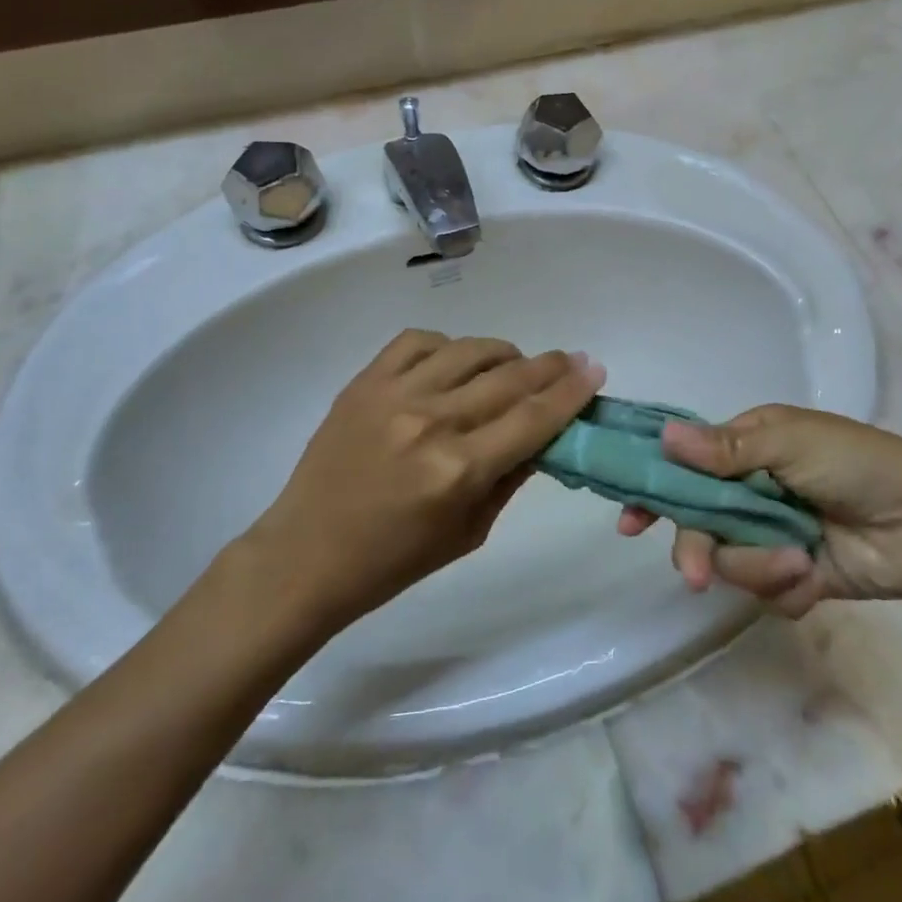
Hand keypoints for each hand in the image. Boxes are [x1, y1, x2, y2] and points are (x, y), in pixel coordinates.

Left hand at [250, 330, 603, 631]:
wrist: (306, 554)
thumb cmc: (393, 561)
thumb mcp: (469, 533)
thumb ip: (510, 477)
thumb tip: (544, 434)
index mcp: (459, 470)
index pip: (533, 418)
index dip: (571, 392)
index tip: (595, 370)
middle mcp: (431, 422)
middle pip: (509, 378)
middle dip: (550, 366)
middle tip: (570, 360)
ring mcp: (394, 394)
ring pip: (468, 349)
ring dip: (503, 354)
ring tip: (513, 366)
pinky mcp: (364, 381)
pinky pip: (418, 340)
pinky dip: (447, 346)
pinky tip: (454, 362)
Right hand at [618, 405, 901, 616]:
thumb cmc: (853, 463)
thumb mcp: (789, 443)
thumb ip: (724, 449)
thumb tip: (664, 436)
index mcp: (744, 448)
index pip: (684, 466)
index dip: (655, 491)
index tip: (629, 522)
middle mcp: (749, 491)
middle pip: (698, 524)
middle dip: (699, 549)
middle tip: (696, 576)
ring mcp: (770, 535)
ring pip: (730, 563)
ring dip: (759, 567)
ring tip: (799, 560)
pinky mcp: (793, 576)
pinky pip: (766, 592)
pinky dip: (787, 587)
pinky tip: (814, 575)